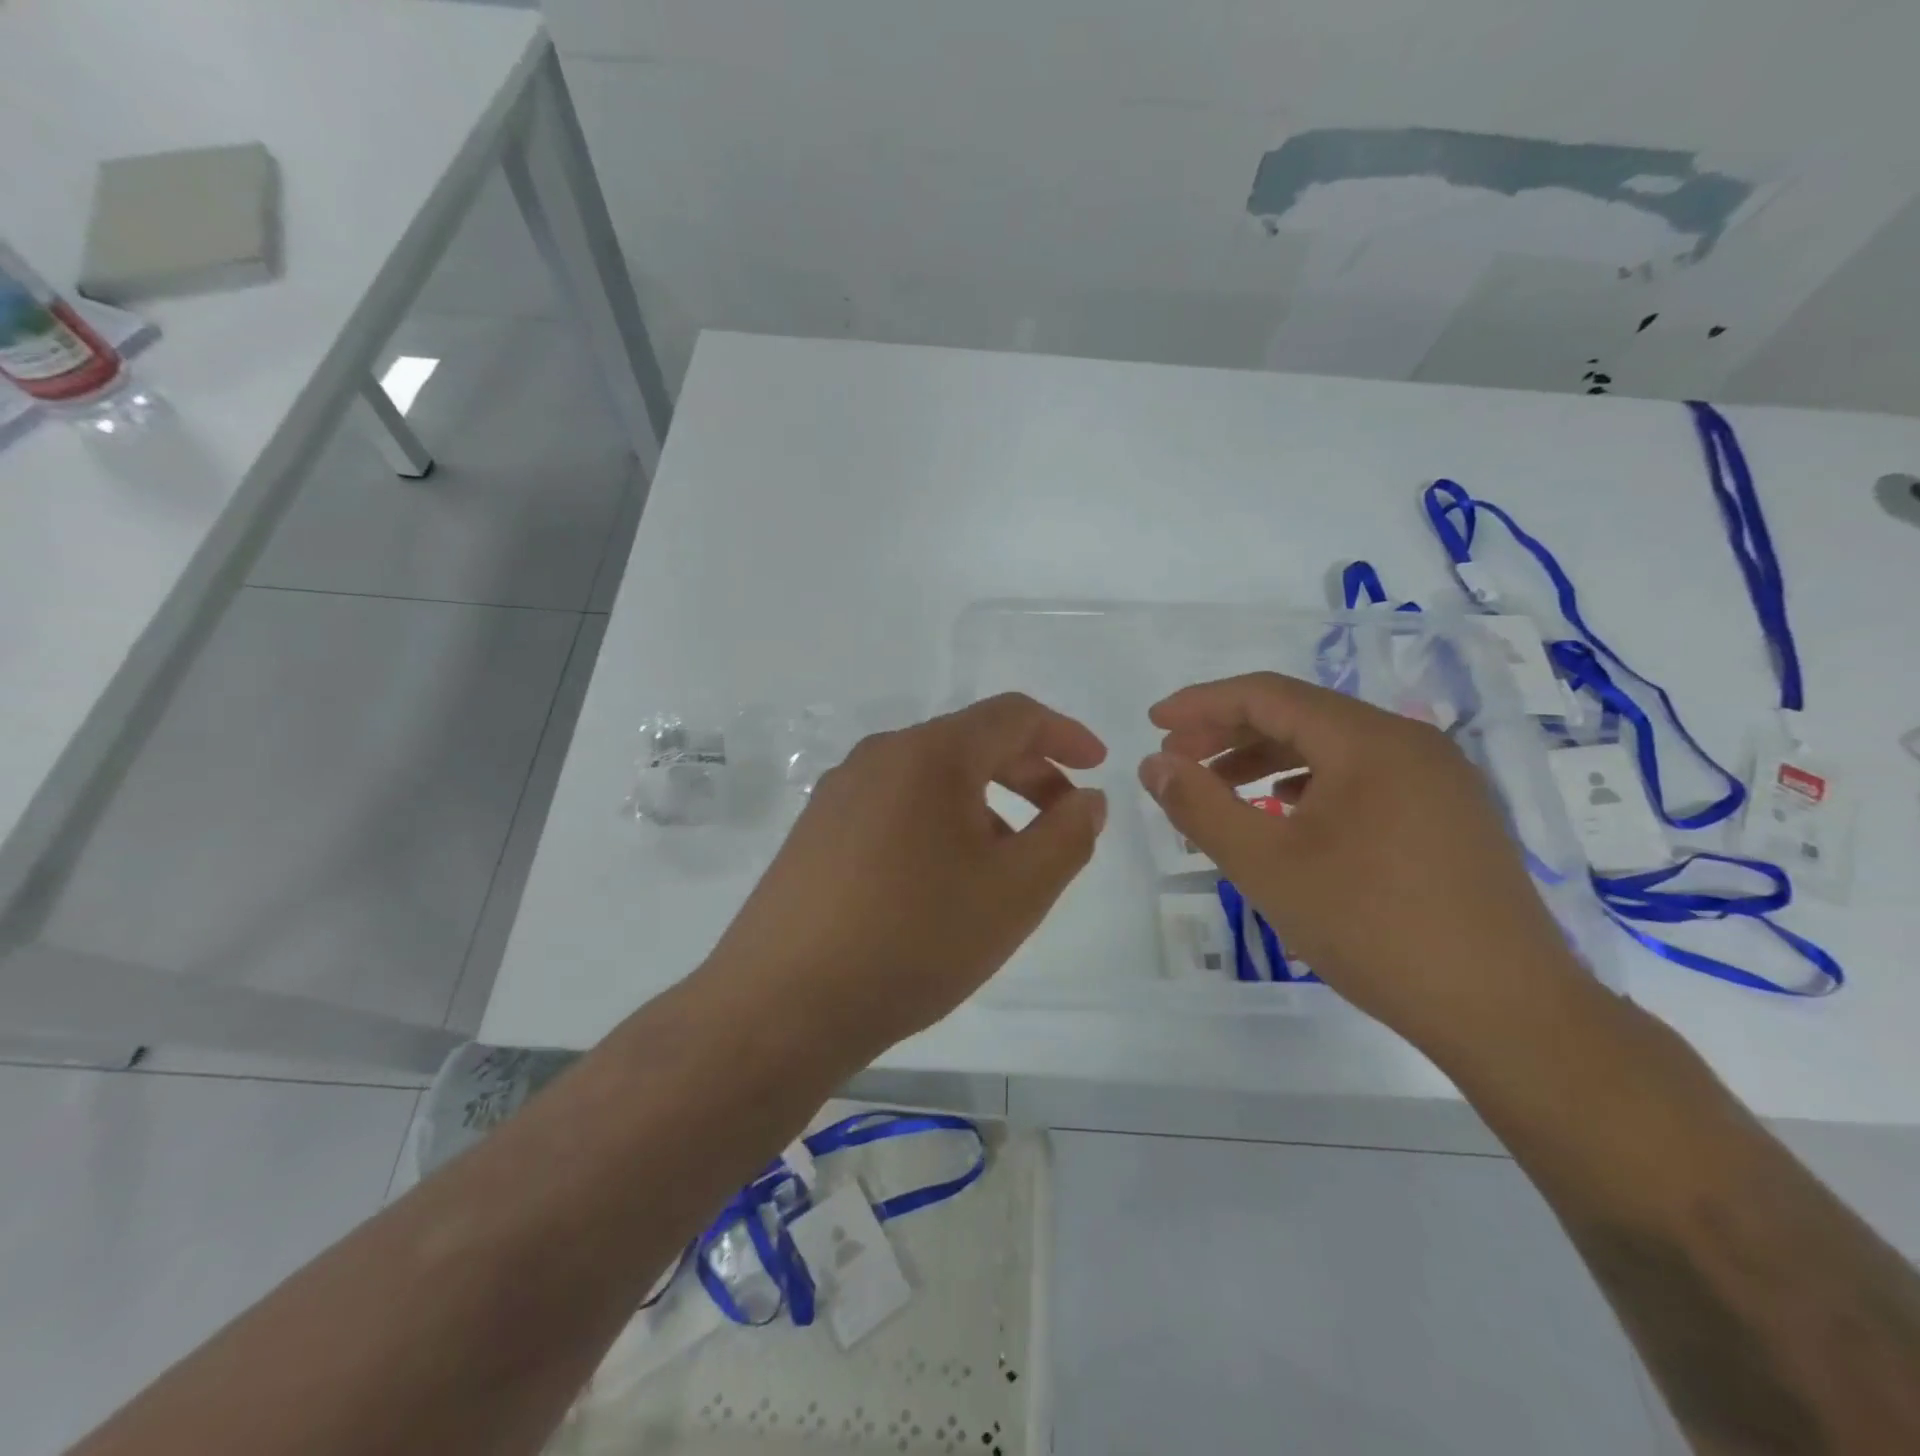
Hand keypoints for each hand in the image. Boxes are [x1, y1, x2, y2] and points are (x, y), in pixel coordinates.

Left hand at [703, 693, 1107, 1061]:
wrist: (782, 1003)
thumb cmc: (915, 938)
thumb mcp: (1015, 891)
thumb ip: (1067, 837)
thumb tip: (1086, 799)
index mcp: (929, 753)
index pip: (1012, 715)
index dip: (1064, 734)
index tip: (1096, 766)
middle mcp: (879, 755)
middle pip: (970, 743)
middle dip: (1028, 774)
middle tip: (1062, 822)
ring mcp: (838, 792)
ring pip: (930, 779)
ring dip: (984, 804)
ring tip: (1007, 863)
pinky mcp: (815, 831)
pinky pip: (894, 806)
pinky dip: (938, 824)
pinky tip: (943, 881)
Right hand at [1139, 672, 1588, 1048]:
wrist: (1507, 1012)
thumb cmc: (1373, 928)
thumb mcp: (1266, 865)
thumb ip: (1200, 805)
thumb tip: (1155, 763)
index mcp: (1369, 740)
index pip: (1268, 695)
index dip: (1202, 703)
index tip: (1153, 723)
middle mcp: (1411, 743)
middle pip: (1301, 716)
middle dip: (1230, 733)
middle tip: (1178, 760)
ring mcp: (1439, 780)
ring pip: (1333, 749)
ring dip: (1268, 761)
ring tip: (1222, 792)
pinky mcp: (1451, 816)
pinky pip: (1364, 779)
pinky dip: (1310, 787)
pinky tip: (1286, 817)